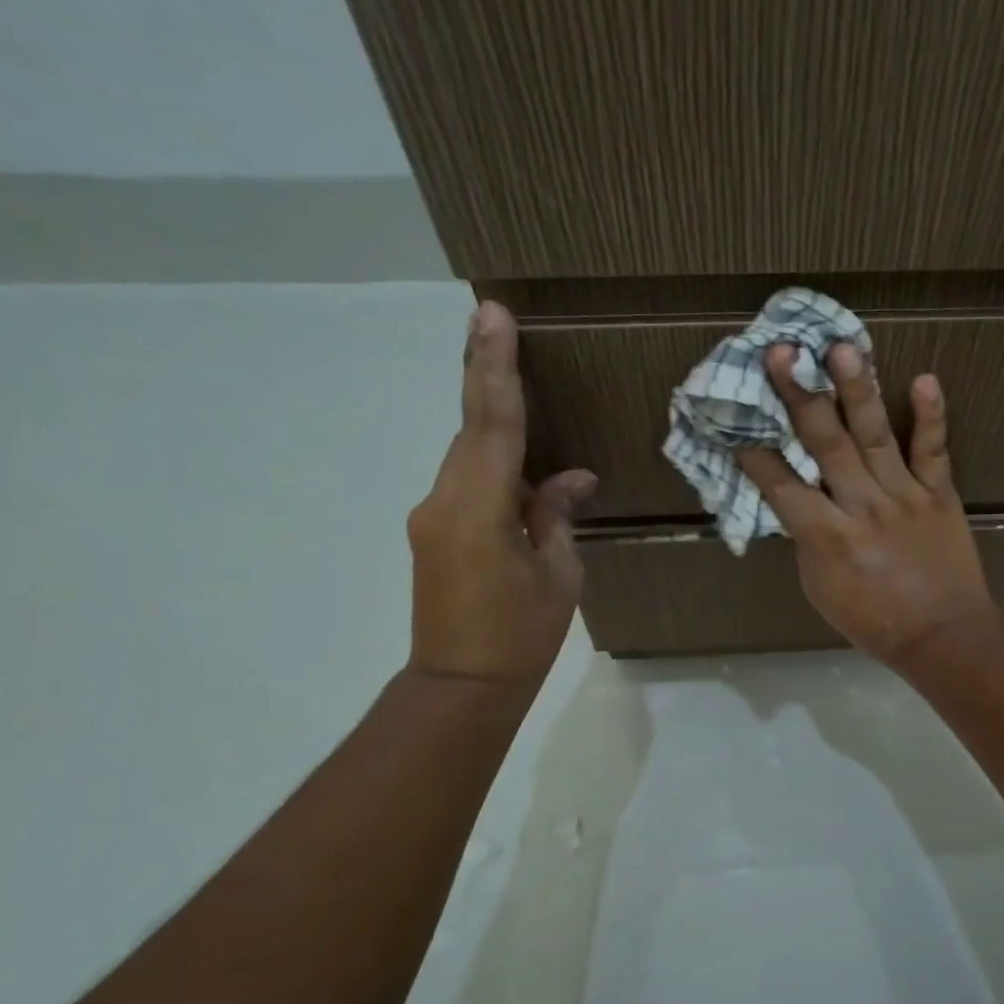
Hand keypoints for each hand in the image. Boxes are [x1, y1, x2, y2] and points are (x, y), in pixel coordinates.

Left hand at [406, 302, 595, 683]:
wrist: (460, 688)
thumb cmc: (520, 636)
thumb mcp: (558, 576)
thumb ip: (555, 516)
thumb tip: (571, 478)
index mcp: (479, 509)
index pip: (491, 424)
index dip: (493, 367)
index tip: (490, 316)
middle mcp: (444, 501)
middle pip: (472, 429)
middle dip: (485, 375)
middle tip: (493, 320)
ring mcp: (433, 516)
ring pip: (469, 455)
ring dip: (493, 422)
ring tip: (513, 378)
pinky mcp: (434, 532)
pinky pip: (468, 482)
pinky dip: (494, 463)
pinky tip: (523, 468)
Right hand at [737, 342, 1003, 671]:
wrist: (945, 637)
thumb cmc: (875, 621)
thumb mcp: (822, 590)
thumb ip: (809, 541)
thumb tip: (800, 502)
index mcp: (828, 539)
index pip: (783, 487)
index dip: (757, 455)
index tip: (737, 422)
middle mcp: (863, 508)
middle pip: (825, 446)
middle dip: (799, 397)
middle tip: (781, 353)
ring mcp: (904, 496)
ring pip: (876, 436)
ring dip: (857, 391)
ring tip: (843, 348)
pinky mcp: (939, 493)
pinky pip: (933, 451)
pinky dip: (930, 416)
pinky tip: (924, 378)